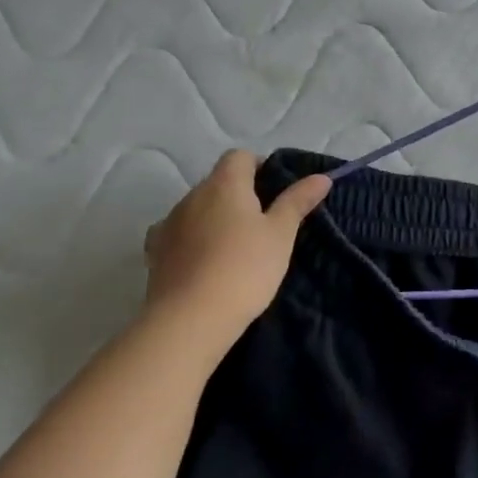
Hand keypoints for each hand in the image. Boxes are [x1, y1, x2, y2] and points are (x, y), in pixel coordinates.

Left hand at [143, 151, 331, 330]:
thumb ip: (298, 201)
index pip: (240, 157)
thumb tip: (322, 177)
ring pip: (197, 209)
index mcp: (224, 184)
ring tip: (235, 247)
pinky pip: (178, 234)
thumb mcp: (281, 234)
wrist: (190, 320)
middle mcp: (192, 196)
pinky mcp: (155, 254)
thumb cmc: (245, 268)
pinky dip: (193, 240)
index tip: (276, 191)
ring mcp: (169, 224)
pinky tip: (205, 262)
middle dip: (239, 195)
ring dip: (215, 218)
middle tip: (264, 224)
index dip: (259, 166)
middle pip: (218, 182)